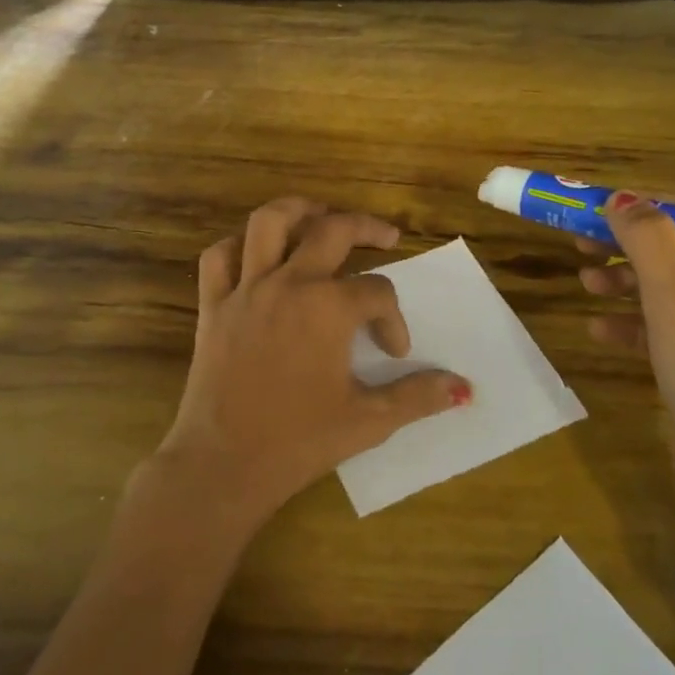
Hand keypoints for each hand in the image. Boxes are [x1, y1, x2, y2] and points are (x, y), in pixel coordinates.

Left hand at [154, 197, 470, 529]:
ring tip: (319, 215)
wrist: (224, 464)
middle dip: (365, 227)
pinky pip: (219, 257)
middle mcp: (288, 284)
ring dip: (298, 210)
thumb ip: (418, 396)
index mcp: (329, 308)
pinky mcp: (212, 305)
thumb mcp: (369, 421)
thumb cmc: (300, 441)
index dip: (394, 319)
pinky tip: (255, 254)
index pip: (377, 292)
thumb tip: (462, 388)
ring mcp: (245, 289)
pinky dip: (237, 245)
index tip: (396, 351)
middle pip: (332, 230)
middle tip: (385, 236)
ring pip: (268, 223)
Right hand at [580, 193, 674, 633]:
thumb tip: (621, 200)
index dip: (643, 204)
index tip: (589, 206)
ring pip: (673, 287)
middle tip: (577, 241)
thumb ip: (650, 242)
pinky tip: (599, 330)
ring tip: (583, 283)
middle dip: (629, 243)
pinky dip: (635, 322)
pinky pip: (670, 327)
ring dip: (626, 280)